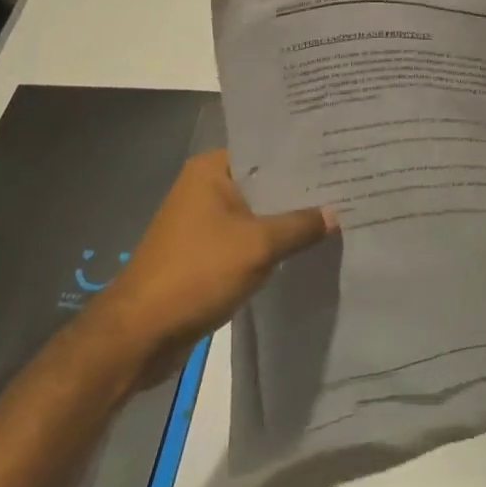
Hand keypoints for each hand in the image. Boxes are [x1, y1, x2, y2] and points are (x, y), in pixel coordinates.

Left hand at [92, 151, 334, 377]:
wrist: (139, 336)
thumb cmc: (197, 274)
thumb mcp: (258, 246)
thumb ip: (300, 226)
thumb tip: (335, 214)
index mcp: (212, 169)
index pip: (267, 150)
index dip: (303, 155)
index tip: (340, 157)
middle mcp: (205, 186)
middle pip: (263, 182)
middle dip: (299, 190)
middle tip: (346, 185)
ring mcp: (202, 221)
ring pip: (256, 212)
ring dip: (286, 219)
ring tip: (334, 214)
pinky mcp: (203, 252)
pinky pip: (246, 238)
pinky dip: (270, 243)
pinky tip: (303, 247)